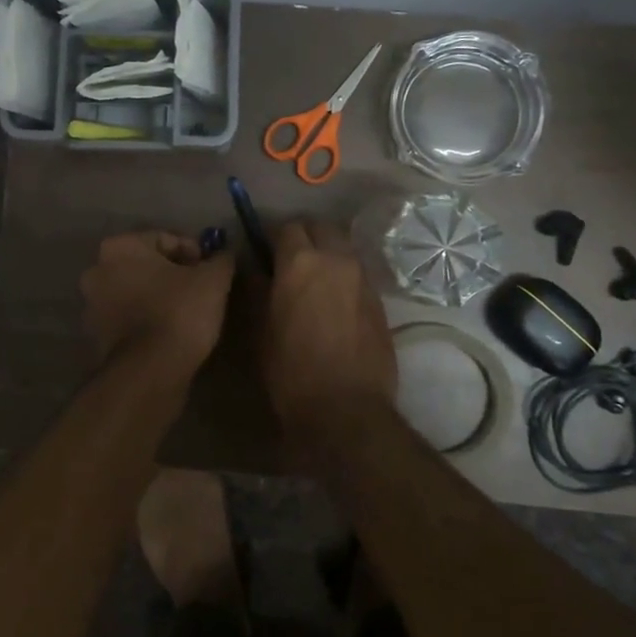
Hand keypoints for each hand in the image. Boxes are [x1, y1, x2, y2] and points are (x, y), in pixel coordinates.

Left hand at [80, 231, 235, 373]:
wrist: (150, 372)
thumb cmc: (179, 312)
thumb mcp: (213, 279)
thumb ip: (221, 259)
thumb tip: (225, 254)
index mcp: (119, 247)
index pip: (165, 239)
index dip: (194, 252)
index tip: (211, 270)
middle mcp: (96, 271)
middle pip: (146, 265)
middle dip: (173, 274)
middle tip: (201, 290)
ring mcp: (91, 306)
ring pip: (135, 292)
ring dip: (157, 296)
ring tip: (187, 313)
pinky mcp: (95, 337)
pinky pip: (128, 318)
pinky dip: (146, 319)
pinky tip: (169, 332)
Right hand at [259, 220, 396, 427]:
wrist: (346, 409)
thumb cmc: (291, 370)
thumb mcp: (261, 330)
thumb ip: (258, 290)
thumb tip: (255, 269)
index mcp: (300, 262)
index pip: (286, 227)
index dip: (273, 238)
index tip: (264, 254)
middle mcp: (336, 260)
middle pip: (321, 228)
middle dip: (305, 236)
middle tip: (290, 261)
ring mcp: (363, 279)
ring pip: (344, 248)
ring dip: (327, 253)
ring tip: (314, 280)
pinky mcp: (380, 301)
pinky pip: (358, 274)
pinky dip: (344, 276)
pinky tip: (334, 303)